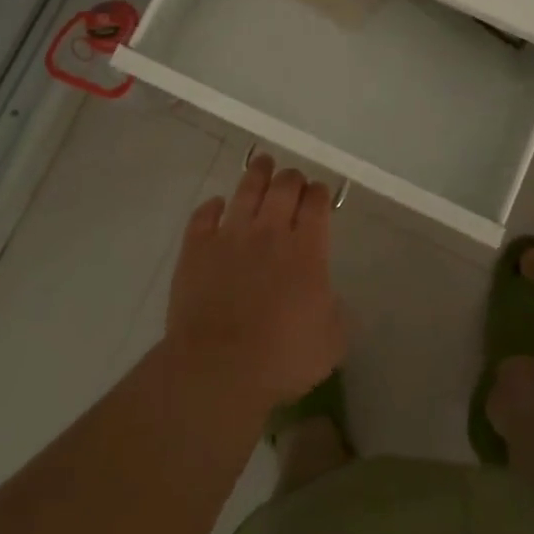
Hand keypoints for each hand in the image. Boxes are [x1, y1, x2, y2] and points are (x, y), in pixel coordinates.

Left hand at [165, 154, 345, 412]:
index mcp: (307, 249)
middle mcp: (270, 231)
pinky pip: (204, 215)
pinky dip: (213, 206)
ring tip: (262, 164)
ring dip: (257, 174)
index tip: (320, 195)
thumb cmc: (282, 359)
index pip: (317, 203)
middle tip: (293, 180)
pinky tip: (217, 205)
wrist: (218, 369)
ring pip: (246, 189)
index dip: (320, 193)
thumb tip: (331, 299)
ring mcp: (231, 235)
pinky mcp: (197, 247)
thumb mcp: (331, 342)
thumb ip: (336, 312)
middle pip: (284, 186)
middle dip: (292, 178)